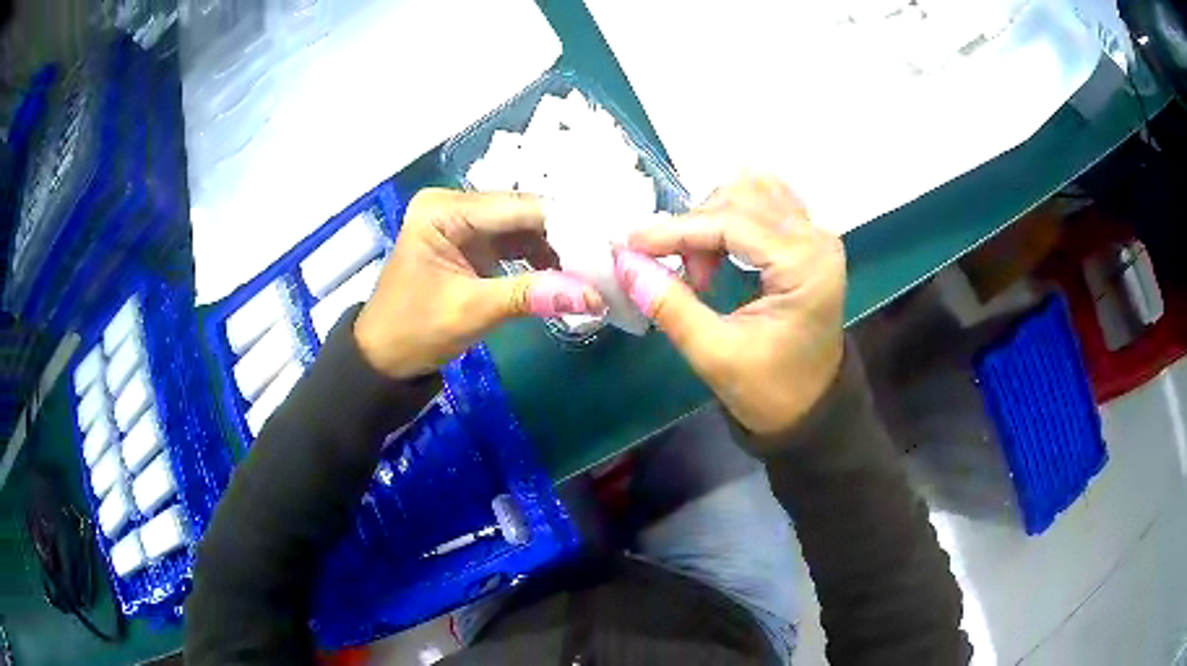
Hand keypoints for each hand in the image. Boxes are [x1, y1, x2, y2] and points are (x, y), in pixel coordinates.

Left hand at [355, 189, 604, 378]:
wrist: (383, 359)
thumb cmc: (414, 331)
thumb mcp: (472, 311)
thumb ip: (531, 296)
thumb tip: (593, 296)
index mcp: (444, 209)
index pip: (517, 207)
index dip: (566, 223)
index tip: (610, 241)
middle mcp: (454, 205)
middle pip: (523, 213)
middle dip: (566, 236)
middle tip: (609, 257)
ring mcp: (462, 223)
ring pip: (523, 228)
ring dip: (557, 249)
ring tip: (596, 269)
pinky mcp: (470, 243)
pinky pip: (514, 244)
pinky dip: (540, 259)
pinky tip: (567, 275)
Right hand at [615, 175, 845, 437]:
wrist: (811, 408)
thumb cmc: (770, 390)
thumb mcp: (714, 354)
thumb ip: (669, 305)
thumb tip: (624, 261)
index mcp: (806, 265)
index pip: (733, 223)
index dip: (677, 230)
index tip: (631, 244)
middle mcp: (817, 237)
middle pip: (741, 198)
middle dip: (695, 227)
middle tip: (675, 272)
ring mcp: (816, 234)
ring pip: (751, 193)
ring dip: (712, 218)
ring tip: (699, 264)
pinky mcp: (808, 239)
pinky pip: (765, 203)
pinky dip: (731, 216)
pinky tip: (716, 245)